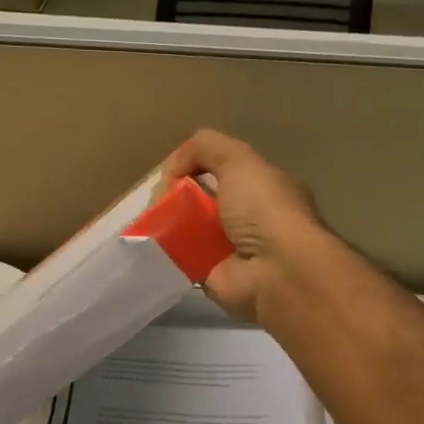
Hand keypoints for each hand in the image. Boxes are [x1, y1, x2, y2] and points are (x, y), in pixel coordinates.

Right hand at [160, 129, 331, 323]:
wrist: (276, 271)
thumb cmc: (264, 210)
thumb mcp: (238, 160)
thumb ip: (205, 148)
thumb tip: (173, 169)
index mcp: (265, 188)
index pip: (226, 172)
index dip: (196, 168)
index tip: (173, 175)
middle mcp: (251, 218)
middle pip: (204, 201)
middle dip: (178, 197)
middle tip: (155, 200)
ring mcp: (232, 249)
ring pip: (190, 230)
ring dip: (169, 225)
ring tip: (148, 220)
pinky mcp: (213, 275)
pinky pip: (183, 259)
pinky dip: (166, 254)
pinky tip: (150, 245)